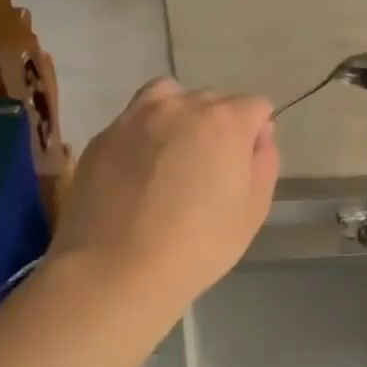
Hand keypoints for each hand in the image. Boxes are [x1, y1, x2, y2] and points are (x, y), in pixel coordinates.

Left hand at [49, 79, 278, 321]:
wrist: (114, 270)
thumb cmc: (198, 244)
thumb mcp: (254, 209)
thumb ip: (264, 163)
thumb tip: (259, 138)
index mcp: (225, 121)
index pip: (256, 106)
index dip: (257, 134)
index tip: (246, 166)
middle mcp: (181, 107)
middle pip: (214, 99)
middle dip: (221, 124)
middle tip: (212, 169)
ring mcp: (136, 118)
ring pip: (170, 97)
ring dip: (182, 116)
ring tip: (175, 155)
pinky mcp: (102, 137)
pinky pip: (135, 121)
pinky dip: (146, 134)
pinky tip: (141, 172)